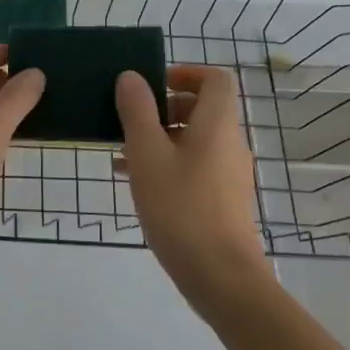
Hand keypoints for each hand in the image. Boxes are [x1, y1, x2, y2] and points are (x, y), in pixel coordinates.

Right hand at [116, 66, 270, 310]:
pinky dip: (166, 163)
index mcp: (217, 124)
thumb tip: (131, 77)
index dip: (185, 72)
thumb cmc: (181, 207)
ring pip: (193, 140)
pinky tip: (134, 181)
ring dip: (159, 138)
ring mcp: (228, 173)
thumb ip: (137, 111)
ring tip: (121, 153)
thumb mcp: (147, 154)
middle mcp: (229, 143)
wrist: (220, 276)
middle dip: (163, 107)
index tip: (152, 84)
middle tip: (129, 120)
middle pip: (201, 108)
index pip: (215, 79)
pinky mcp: (222, 199)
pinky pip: (193, 166)